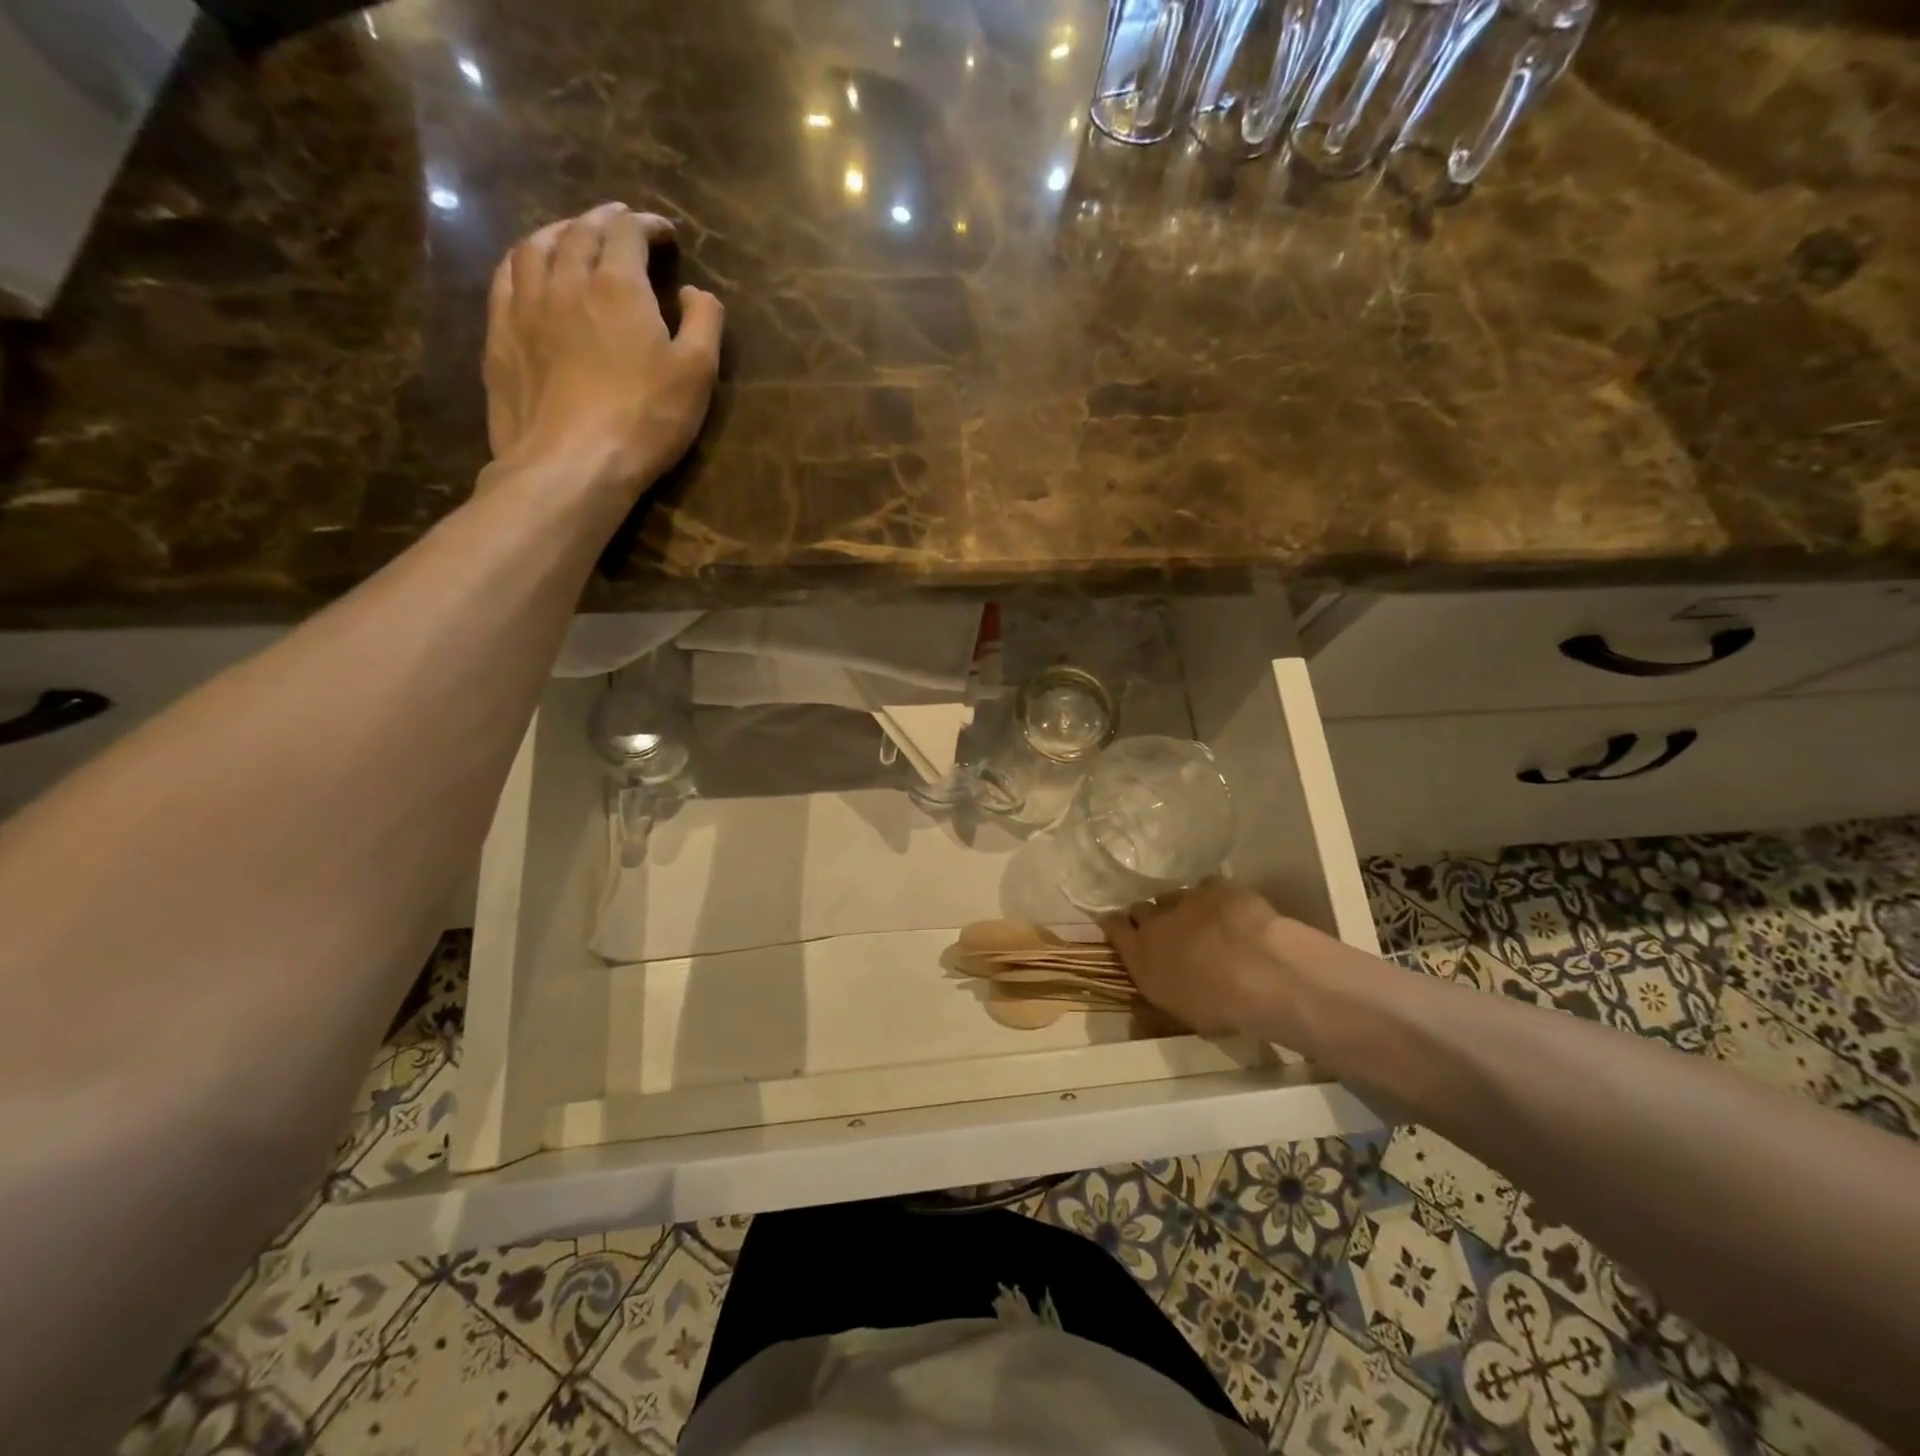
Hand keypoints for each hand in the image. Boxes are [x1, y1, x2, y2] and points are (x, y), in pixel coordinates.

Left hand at [484, 203, 723, 495]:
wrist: (572, 463)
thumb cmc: (645, 420)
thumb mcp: (697, 375)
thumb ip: (703, 323)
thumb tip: (694, 292)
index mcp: (618, 285)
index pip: (629, 232)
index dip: (648, 226)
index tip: (665, 234)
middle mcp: (566, 278)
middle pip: (581, 230)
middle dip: (605, 220)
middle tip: (621, 224)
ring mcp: (525, 304)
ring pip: (537, 245)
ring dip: (560, 230)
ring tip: (574, 235)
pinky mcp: (501, 333)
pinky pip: (507, 276)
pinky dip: (525, 260)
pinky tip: (531, 268)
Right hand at [1101, 879, 1291, 1036]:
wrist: (1262, 974)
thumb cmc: (1218, 1007)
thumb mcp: (1180, 1018)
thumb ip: (1153, 1016)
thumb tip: (1134, 1023)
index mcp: (1140, 952)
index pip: (1113, 927)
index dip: (1115, 926)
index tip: (1120, 930)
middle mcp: (1156, 920)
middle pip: (1141, 909)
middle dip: (1149, 919)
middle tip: (1167, 934)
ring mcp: (1186, 899)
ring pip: (1174, 897)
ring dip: (1181, 909)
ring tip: (1201, 924)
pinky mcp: (1217, 887)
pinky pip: (1207, 887)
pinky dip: (1213, 898)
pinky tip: (1229, 912)